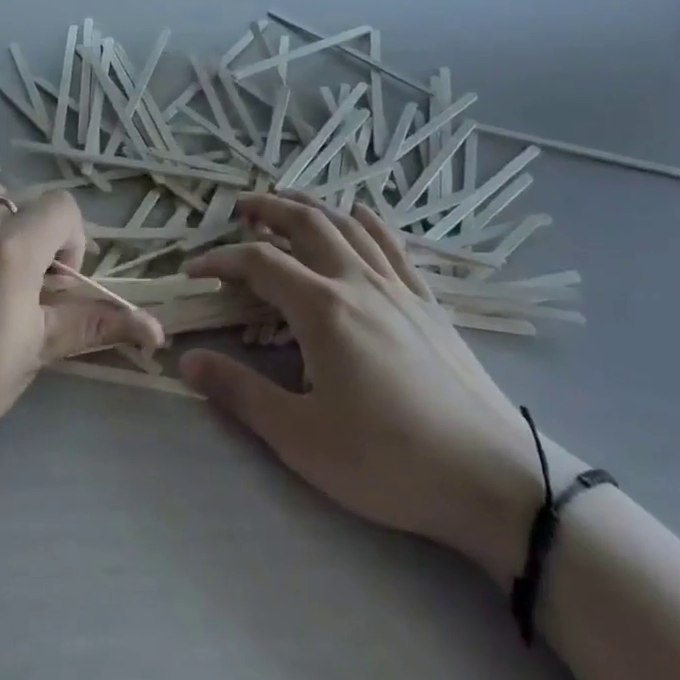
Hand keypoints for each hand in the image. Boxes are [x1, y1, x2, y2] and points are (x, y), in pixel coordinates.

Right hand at [179, 193, 543, 583]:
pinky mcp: (428, 303)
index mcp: (322, 309)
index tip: (192, 271)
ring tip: (287, 200)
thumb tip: (186, 361)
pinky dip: (369, 221)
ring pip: (348, 226)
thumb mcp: (302, 438)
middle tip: (240, 207)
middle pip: (306, 224)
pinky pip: (393, 245)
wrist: (493, 478)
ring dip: (312, 205)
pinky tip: (361, 212)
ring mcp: (397, 288)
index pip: (259, 264)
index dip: (220, 260)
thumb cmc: (389, 461)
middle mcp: (357, 282)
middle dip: (268, 208)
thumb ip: (241, 393)